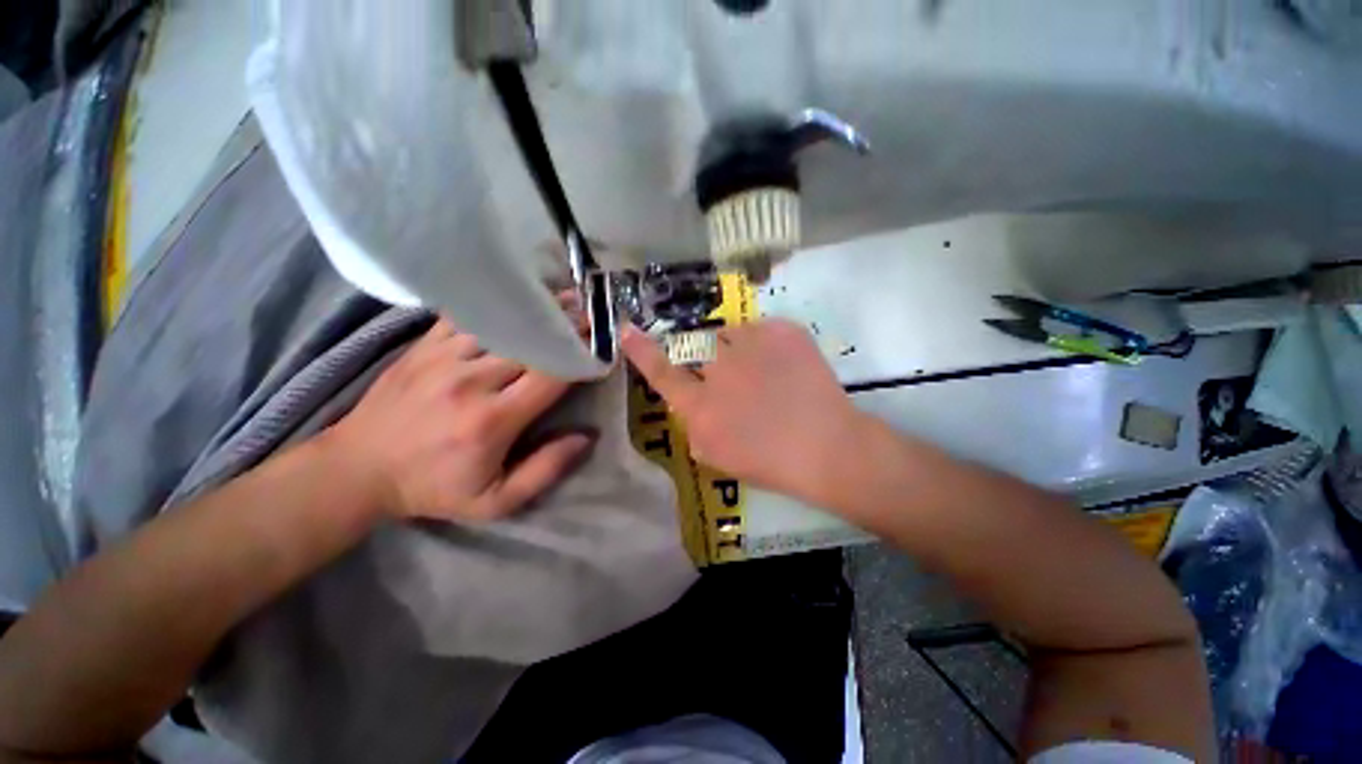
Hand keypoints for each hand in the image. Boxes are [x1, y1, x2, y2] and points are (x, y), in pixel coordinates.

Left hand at [324, 319, 594, 522]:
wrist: (357, 469)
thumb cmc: (433, 488)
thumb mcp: (495, 502)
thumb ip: (545, 471)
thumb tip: (587, 437)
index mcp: (492, 420)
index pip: (551, 377)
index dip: (581, 360)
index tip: (603, 348)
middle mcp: (471, 381)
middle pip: (532, 344)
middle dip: (568, 328)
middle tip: (594, 315)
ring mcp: (443, 357)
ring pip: (504, 323)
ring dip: (539, 311)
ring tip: (567, 299)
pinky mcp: (424, 346)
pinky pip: (469, 315)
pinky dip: (499, 306)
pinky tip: (518, 298)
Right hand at [621, 319, 865, 503]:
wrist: (828, 448)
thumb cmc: (771, 462)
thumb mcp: (718, 455)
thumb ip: (694, 423)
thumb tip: (690, 400)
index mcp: (702, 407)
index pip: (662, 373)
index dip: (642, 351)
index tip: (627, 330)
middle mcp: (721, 371)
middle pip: (697, 345)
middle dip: (707, 355)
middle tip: (733, 374)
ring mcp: (754, 347)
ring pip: (729, 333)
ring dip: (737, 349)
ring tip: (762, 371)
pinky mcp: (783, 332)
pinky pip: (760, 329)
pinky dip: (765, 345)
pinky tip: (783, 368)